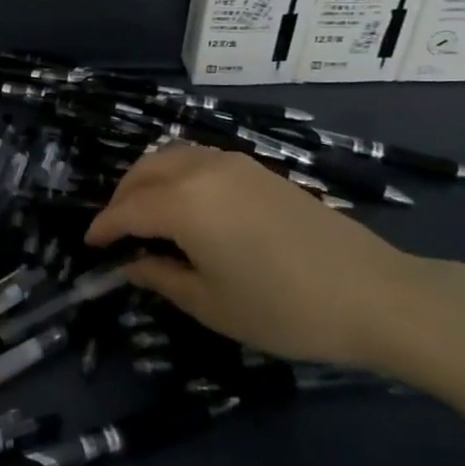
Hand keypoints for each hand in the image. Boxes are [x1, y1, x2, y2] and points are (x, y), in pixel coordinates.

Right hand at [86, 144, 424, 367]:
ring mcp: (234, 164)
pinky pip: (198, 160)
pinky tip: (185, 206)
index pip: (127, 210)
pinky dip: (176, 175)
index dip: (103, 227)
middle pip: (144, 172)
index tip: (89, 246)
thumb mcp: (212, 305)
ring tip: (145, 216)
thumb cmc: (284, 308)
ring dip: (148, 181)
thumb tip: (131, 266)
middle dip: (121, 198)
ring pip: (171, 158)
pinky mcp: (258, 169)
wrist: (374, 294)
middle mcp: (202, 169)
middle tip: (114, 231)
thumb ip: (163, 278)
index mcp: (184, 203)